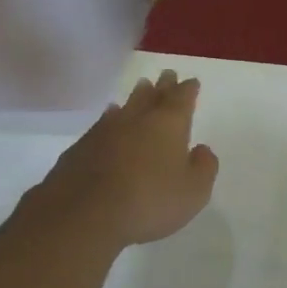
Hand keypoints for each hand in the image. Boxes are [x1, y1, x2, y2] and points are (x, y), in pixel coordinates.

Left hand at [33, 69, 218, 246]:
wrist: (86, 213)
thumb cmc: (150, 201)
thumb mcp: (193, 192)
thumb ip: (204, 167)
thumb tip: (202, 149)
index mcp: (169, 125)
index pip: (182, 99)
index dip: (188, 89)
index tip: (192, 81)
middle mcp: (137, 119)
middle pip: (153, 95)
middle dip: (163, 85)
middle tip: (167, 74)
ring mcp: (106, 130)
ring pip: (126, 105)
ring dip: (136, 96)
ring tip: (142, 87)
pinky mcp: (82, 146)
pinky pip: (103, 122)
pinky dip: (111, 116)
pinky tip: (110, 116)